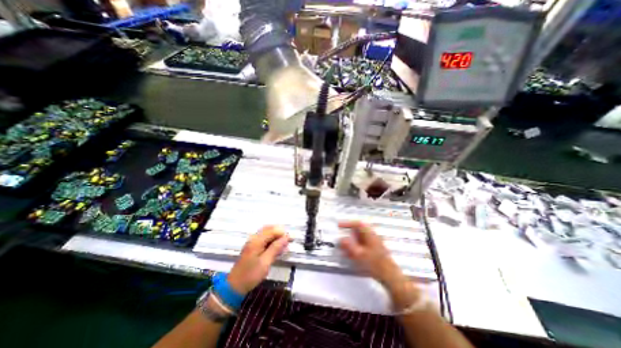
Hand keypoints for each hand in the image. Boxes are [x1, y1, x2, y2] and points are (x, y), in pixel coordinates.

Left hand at [228, 225, 289, 296]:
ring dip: (276, 237)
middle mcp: (254, 238)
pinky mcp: (252, 247)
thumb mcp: (266, 262)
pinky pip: (264, 239)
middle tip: (288, 242)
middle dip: (280, 233)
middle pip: (269, 229)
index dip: (283, 233)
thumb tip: (286, 237)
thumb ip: (276, 248)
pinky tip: (276, 248)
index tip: (291, 239)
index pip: (273, 231)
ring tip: (283, 246)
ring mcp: (252, 242)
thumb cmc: (251, 274)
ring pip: (267, 233)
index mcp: (256, 240)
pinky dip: (271, 241)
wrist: (234, 286)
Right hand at [339, 222, 408, 292]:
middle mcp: (372, 236)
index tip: (339, 226)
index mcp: (369, 234)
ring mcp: (374, 243)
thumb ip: (348, 245)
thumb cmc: (374, 263)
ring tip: (343, 248)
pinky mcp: (374, 250)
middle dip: (348, 234)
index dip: (347, 223)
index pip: (357, 223)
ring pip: (360, 238)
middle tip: (340, 238)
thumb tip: (341, 239)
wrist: (390, 276)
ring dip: (351, 241)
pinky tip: (351, 255)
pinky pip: (362, 245)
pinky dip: (355, 247)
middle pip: (358, 230)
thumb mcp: (359, 254)